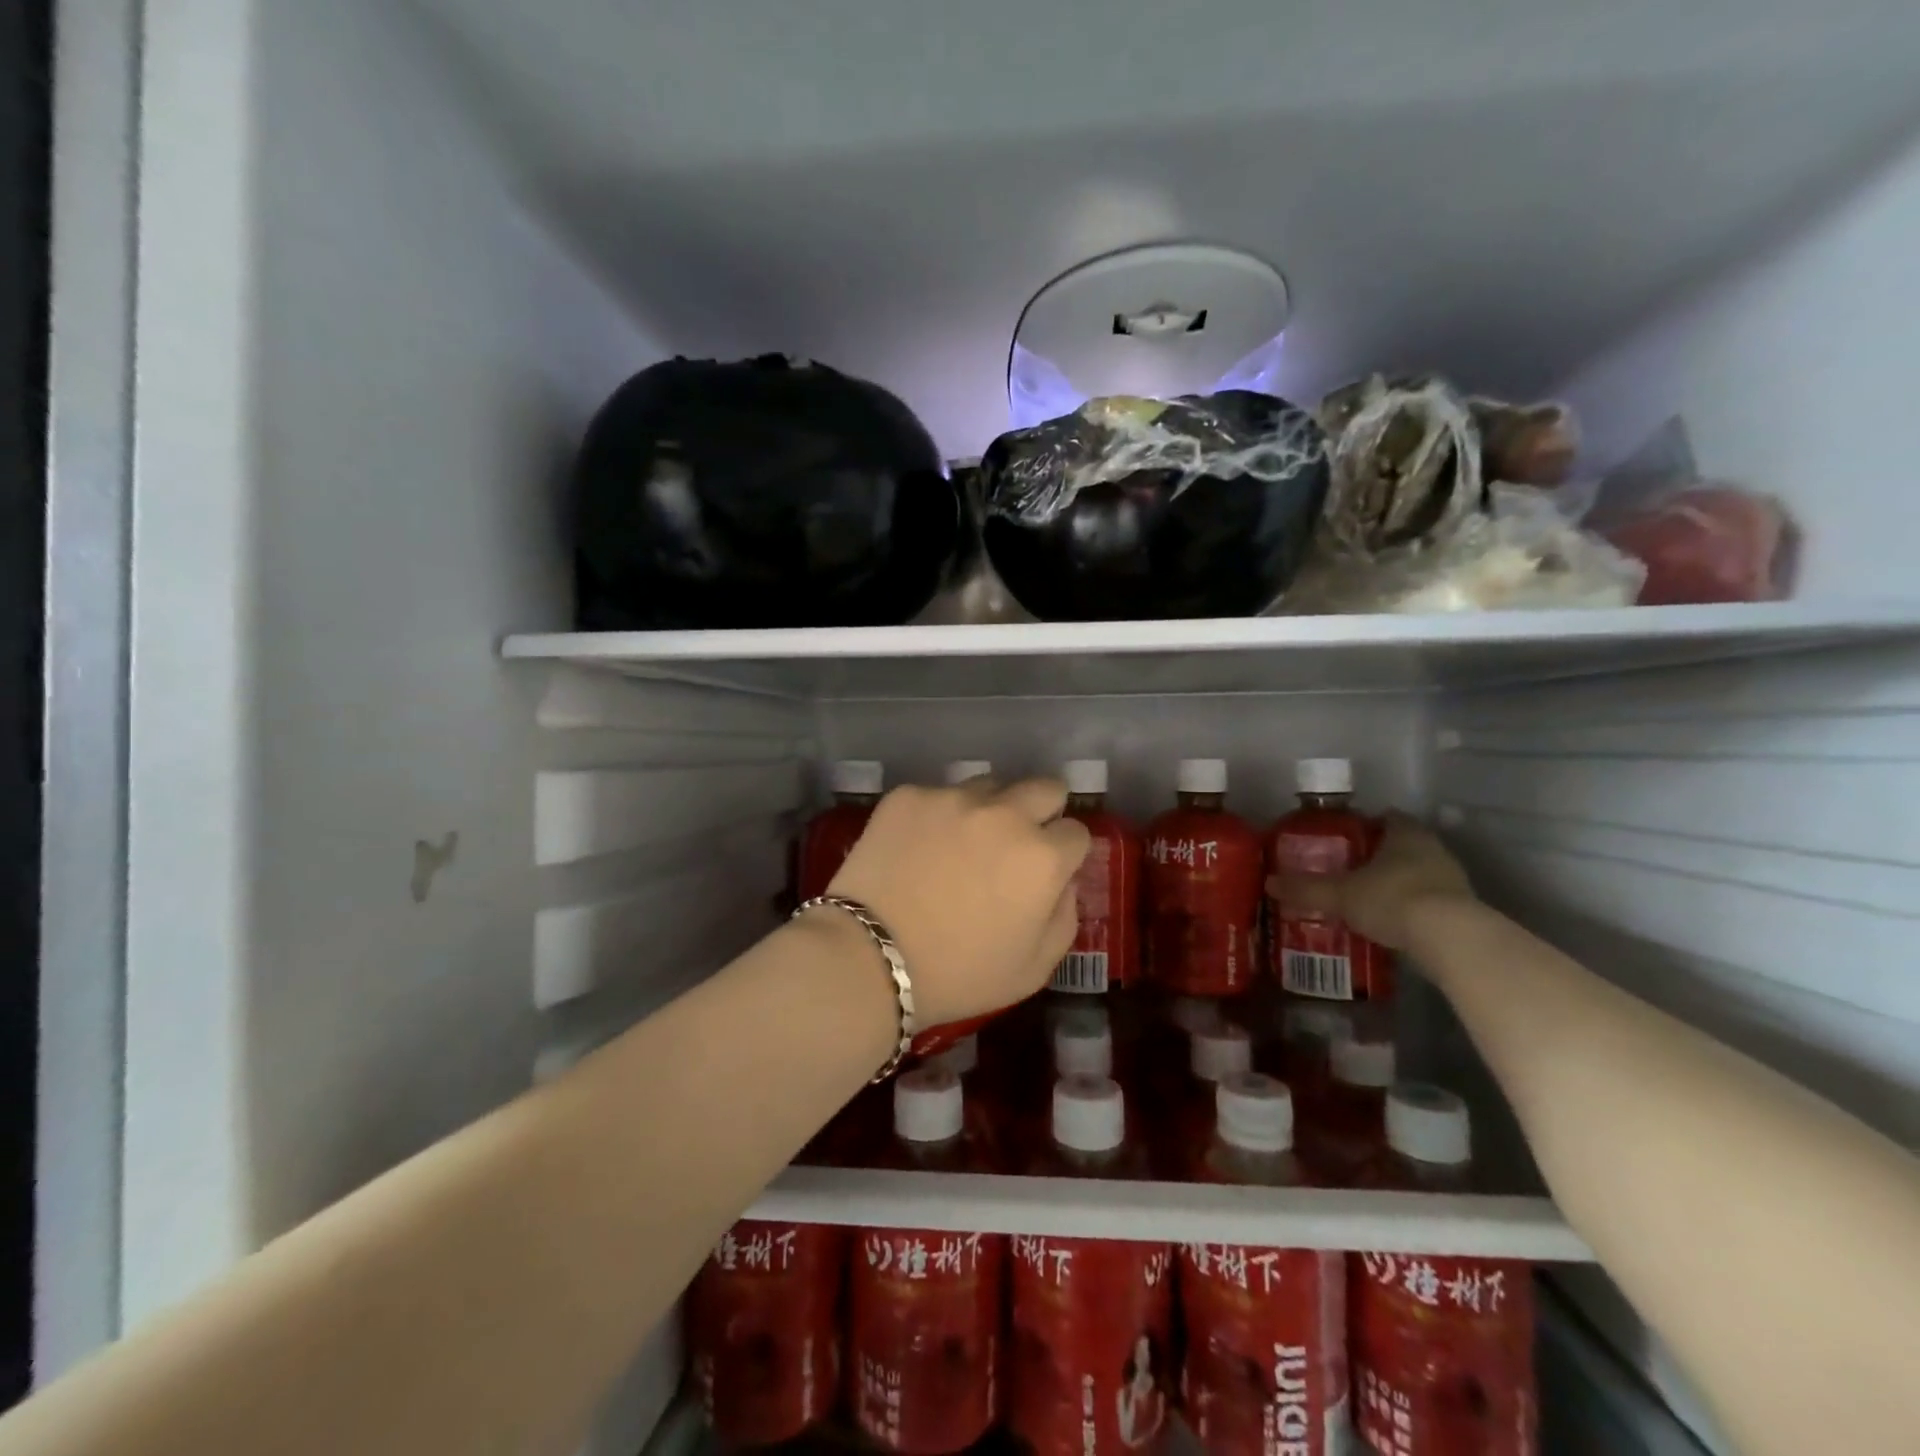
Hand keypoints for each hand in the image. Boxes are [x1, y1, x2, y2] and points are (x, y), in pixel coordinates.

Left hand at [825, 778, 1091, 1026]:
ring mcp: (953, 798)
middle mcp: (1005, 813)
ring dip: (989, 808)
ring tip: (962, 843)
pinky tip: (917, 848)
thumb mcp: (1035, 968)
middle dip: (1042, 810)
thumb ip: (1064, 916)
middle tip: (1017, 841)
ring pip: (990, 786)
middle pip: (1045, 787)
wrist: (869, 959)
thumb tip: (1063, 881)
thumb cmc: (958, 975)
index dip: (1065, 853)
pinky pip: (938, 795)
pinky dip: (937, 816)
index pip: (1077, 831)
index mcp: (1042, 857)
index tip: (1048, 870)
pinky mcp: (910, 795)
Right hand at [1266, 812, 1473, 950]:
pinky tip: (1391, 923)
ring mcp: (1453, 881)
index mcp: (1405, 834)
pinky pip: (1430, 903)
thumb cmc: (1393, 899)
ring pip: (1418, 874)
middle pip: (1403, 846)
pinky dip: (1412, 909)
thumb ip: (1307, 889)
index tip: (1344, 837)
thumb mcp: (1340, 895)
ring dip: (1397, 884)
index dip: (1365, 825)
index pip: (1386, 818)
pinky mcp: (1464, 912)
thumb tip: (1269, 883)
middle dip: (1379, 856)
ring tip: (1367, 898)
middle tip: (1349, 869)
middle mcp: (1433, 849)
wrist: (1452, 941)